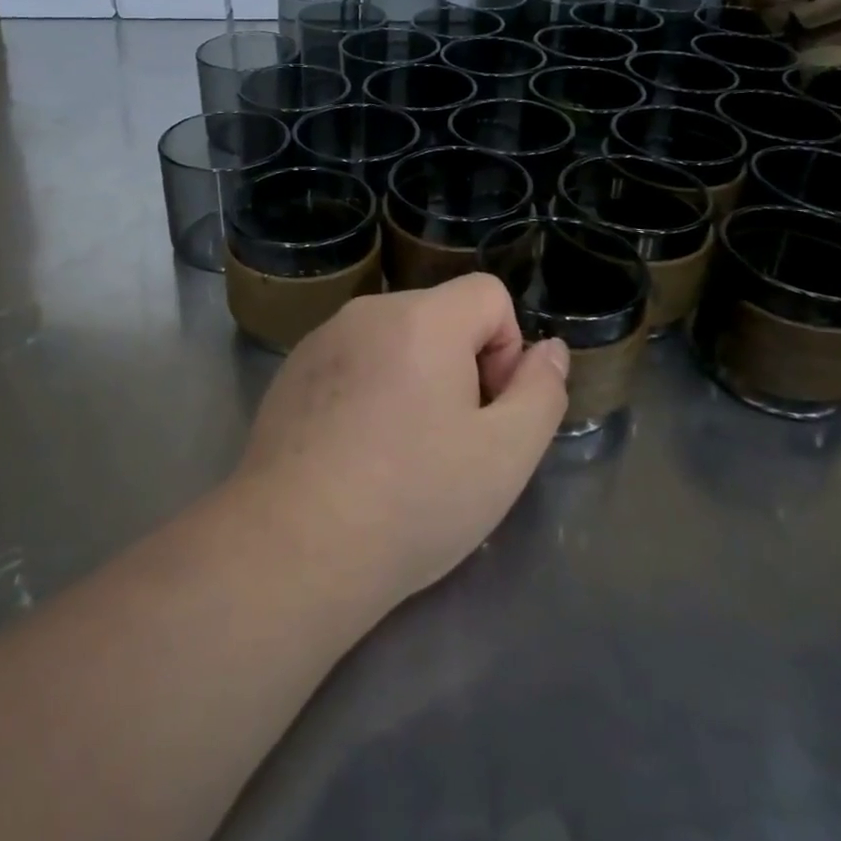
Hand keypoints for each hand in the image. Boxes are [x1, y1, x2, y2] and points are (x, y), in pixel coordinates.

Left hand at [231, 274, 567, 609]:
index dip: (505, 350)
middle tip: (449, 442)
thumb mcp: (506, 455)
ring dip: (415, 381)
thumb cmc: (412, 499)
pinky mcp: (292, 371)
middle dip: (461, 366)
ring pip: (396, 341)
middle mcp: (368, 312)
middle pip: (441, 316)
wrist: (293, 546)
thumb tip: (548, 349)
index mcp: (421, 318)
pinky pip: (353, 361)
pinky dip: (369, 392)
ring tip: (400, 454)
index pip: (489, 294)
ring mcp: (322, 339)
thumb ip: (541, 392)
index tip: (487, 411)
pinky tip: (355, 455)